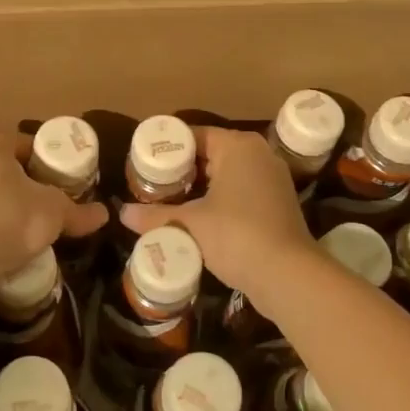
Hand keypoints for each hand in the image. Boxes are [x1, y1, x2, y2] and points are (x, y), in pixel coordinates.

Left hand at [0, 129, 107, 291]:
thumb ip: (78, 211)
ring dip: (2, 206)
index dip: (49, 164)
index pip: (27, 145)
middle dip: (24, 186)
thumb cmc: (7, 220)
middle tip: (46, 208)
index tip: (63, 185)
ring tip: (23, 231)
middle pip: (3, 167)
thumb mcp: (53, 213)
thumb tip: (104, 214)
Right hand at [120, 127, 317, 295]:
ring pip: (226, 174)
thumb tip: (121, 214)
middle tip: (150, 185)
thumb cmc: (236, 236)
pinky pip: (240, 190)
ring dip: (200, 187)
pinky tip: (198, 218)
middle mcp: (258, 153)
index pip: (194, 136)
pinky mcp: (278, 202)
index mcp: (237, 146)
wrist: (288, 275)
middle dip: (181, 170)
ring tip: (168, 201)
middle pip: (210, 153)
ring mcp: (272, 177)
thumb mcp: (190, 224)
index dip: (167, 149)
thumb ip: (155, 216)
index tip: (143, 164)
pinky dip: (219, 199)